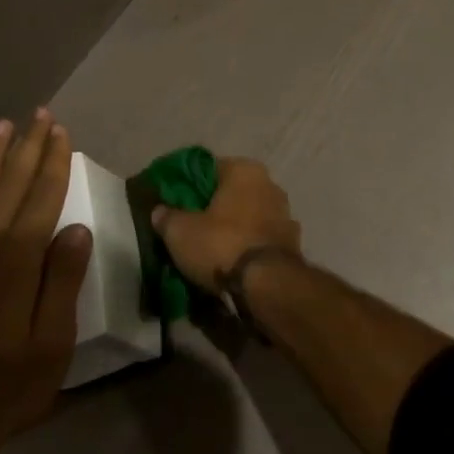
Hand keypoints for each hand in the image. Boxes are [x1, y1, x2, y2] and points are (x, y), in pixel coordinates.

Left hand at [0, 111, 92, 453]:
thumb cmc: (8, 388)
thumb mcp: (52, 342)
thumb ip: (62, 281)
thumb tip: (75, 228)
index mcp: (16, 262)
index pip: (41, 198)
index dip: (53, 163)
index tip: (61, 133)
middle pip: (9, 187)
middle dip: (27, 149)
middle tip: (39, 115)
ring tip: (2, 128)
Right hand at [151, 156, 300, 289]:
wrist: (267, 285)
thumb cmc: (221, 244)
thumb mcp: (180, 231)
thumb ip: (167, 217)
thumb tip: (160, 211)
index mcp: (245, 170)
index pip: (210, 169)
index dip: (189, 185)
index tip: (174, 202)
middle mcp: (271, 185)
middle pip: (232, 193)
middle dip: (214, 208)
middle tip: (190, 226)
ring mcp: (286, 215)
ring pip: (249, 217)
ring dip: (234, 229)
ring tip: (210, 249)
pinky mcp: (293, 245)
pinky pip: (260, 241)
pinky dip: (248, 248)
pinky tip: (232, 263)